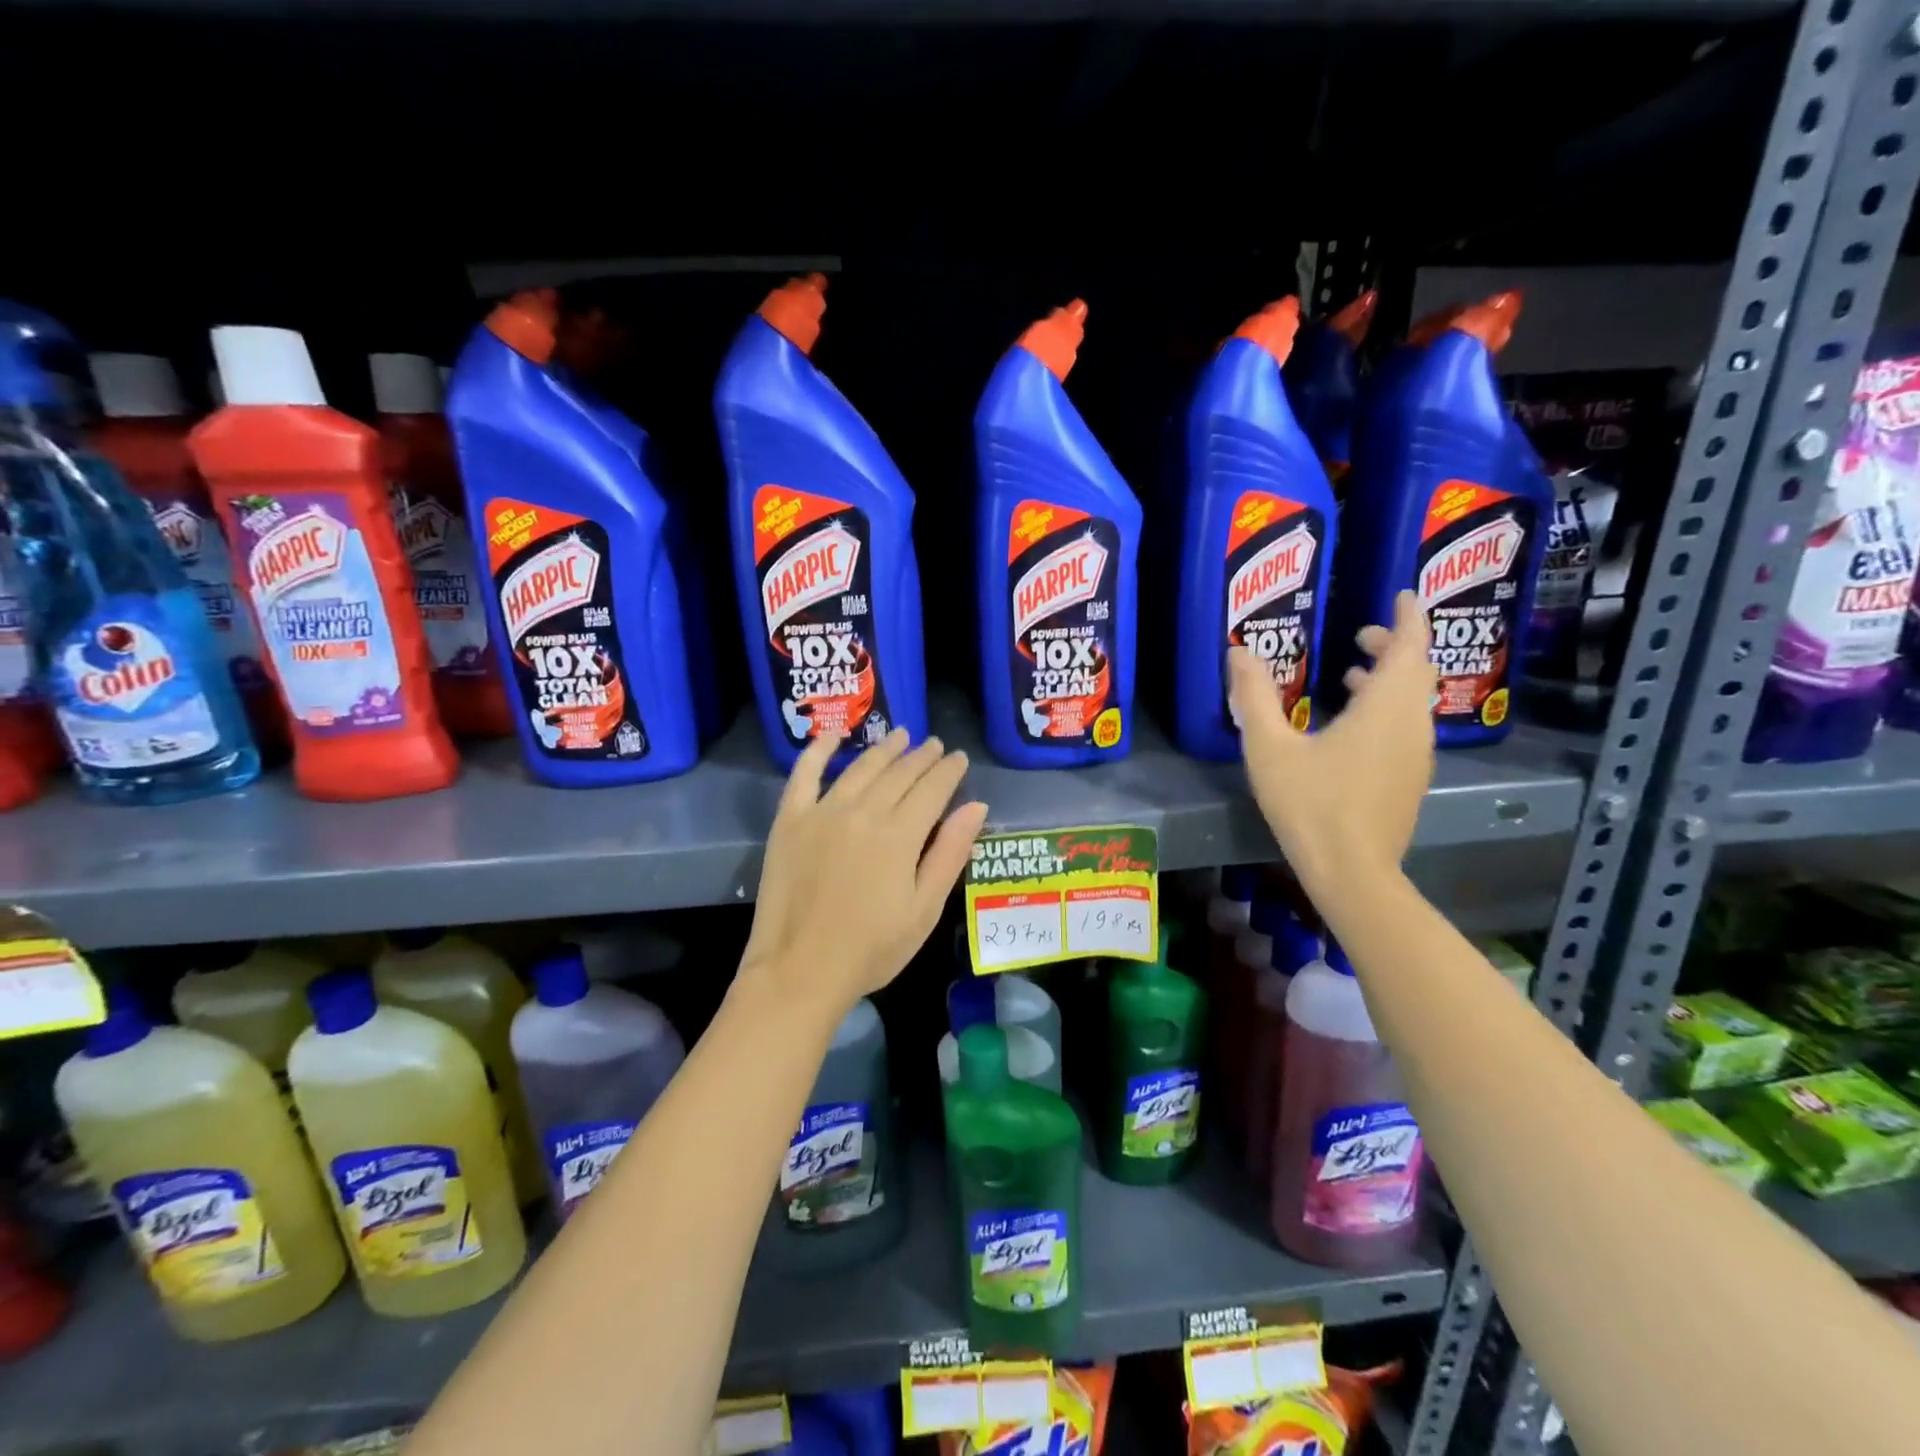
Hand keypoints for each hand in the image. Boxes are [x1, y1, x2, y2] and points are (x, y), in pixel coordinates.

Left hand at [741, 729, 988, 1015]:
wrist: (799, 971)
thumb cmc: (871, 949)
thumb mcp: (924, 910)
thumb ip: (950, 853)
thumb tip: (976, 806)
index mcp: (899, 835)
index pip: (932, 789)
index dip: (949, 771)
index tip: (959, 758)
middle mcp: (863, 811)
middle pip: (899, 773)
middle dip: (922, 756)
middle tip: (935, 745)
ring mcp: (822, 811)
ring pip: (861, 767)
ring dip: (885, 749)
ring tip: (901, 736)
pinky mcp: (789, 820)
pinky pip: (804, 774)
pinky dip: (819, 750)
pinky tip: (834, 736)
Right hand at [1229, 590, 1435, 888]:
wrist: (1352, 872)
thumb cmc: (1311, 804)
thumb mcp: (1269, 748)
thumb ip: (1254, 697)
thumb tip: (1238, 653)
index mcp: (1386, 708)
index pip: (1411, 646)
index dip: (1409, 617)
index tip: (1401, 595)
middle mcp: (1412, 724)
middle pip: (1414, 671)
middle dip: (1394, 646)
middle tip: (1360, 635)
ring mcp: (1416, 755)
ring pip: (1412, 701)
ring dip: (1388, 680)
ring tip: (1350, 675)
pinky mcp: (1409, 779)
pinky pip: (1406, 726)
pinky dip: (1386, 709)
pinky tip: (1350, 726)